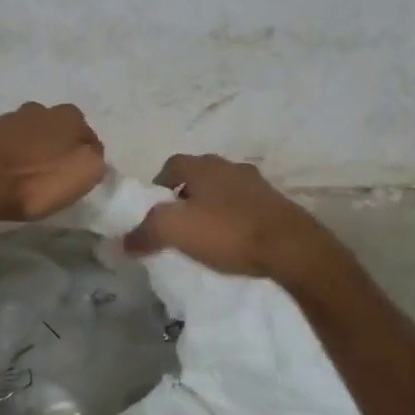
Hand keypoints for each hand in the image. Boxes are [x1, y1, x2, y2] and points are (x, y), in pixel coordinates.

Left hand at [0, 102, 106, 223]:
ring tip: (23, 171)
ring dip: (27, 145)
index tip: (79, 170)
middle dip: (54, 143)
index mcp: (66, 117)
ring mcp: (4, 118)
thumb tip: (90, 150)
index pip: (84, 130)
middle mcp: (36, 109)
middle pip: (52, 126)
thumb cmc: (37, 182)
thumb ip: (94, 156)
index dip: (84, 150)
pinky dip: (2, 150)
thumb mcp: (85, 174)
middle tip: (51, 169)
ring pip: (24, 129)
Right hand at [123, 154, 338, 280]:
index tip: (153, 211)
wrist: (292, 248)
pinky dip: (234, 220)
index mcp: (204, 166)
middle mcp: (231, 167)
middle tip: (177, 225)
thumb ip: (145, 232)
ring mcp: (258, 185)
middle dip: (185, 197)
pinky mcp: (277, 206)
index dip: (158, 186)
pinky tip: (233, 243)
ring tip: (205, 236)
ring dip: (211, 208)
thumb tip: (122, 241)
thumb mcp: (176, 231)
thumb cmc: (229, 232)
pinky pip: (245, 208)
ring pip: (223, 192)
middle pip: (199, 177)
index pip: (171, 165)